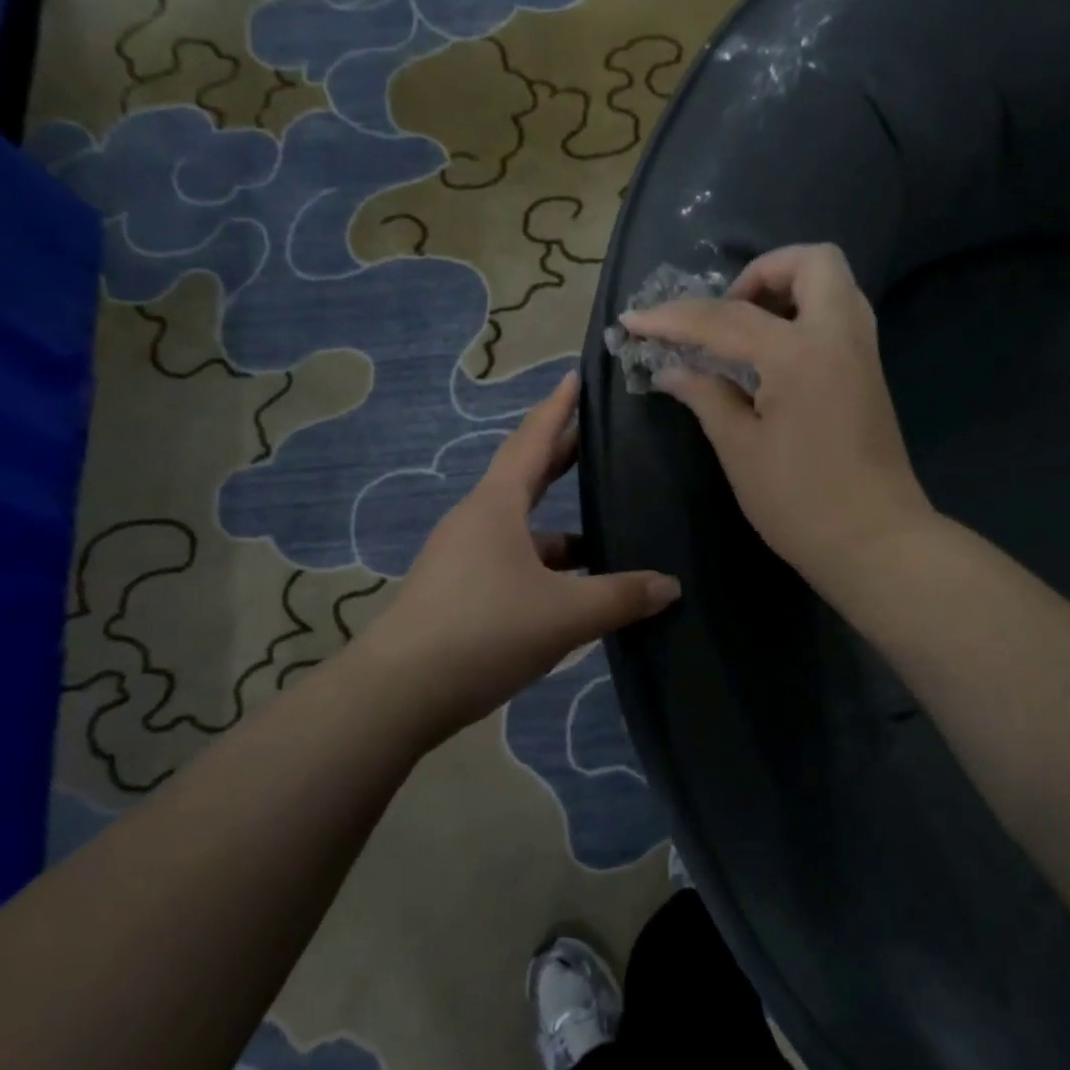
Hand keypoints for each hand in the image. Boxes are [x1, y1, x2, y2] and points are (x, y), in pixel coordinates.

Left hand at [359, 372, 680, 742]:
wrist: (399, 692)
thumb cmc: (483, 632)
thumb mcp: (563, 614)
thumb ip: (620, 597)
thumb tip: (670, 585)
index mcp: (497, 506)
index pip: (533, 440)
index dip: (557, 408)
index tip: (576, 377)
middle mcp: (476, 520)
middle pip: (525, 475)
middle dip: (561, 454)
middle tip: (597, 436)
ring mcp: (462, 555)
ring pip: (521, 526)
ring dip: (559, 523)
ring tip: (604, 526)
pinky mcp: (458, 589)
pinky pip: (511, 559)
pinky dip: (544, 562)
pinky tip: (572, 587)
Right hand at [621, 243, 932, 592]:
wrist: (875, 542)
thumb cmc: (799, 502)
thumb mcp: (740, 450)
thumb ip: (705, 396)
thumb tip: (671, 369)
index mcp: (798, 354)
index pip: (725, 318)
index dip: (673, 317)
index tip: (634, 320)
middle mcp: (839, 336)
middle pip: (812, 262)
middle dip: (761, 273)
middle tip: (726, 313)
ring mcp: (862, 352)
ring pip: (833, 284)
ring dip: (787, 289)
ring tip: (746, 331)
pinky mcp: (870, 372)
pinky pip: (839, 315)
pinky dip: (804, 314)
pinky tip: (772, 356)